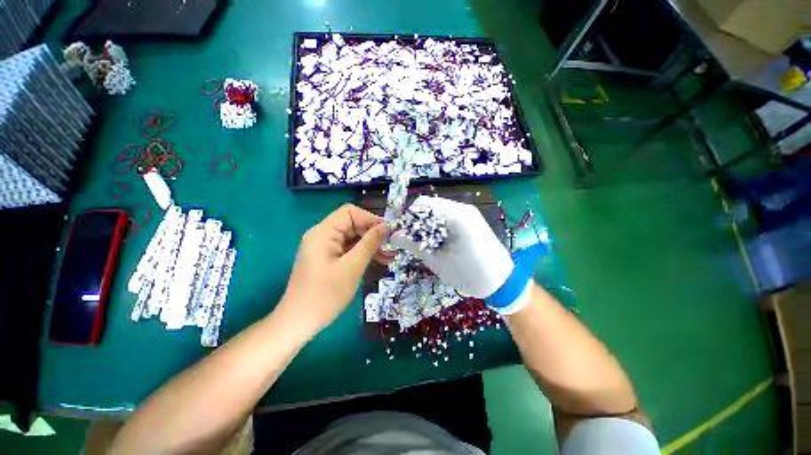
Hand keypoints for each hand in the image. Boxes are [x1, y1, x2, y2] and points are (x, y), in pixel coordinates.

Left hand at [279, 204, 390, 336]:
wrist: (298, 323)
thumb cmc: (325, 295)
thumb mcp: (352, 267)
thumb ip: (369, 243)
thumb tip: (386, 226)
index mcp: (323, 232)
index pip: (350, 212)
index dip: (370, 219)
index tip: (388, 232)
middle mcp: (322, 235)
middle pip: (352, 224)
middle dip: (373, 233)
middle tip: (392, 247)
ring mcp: (324, 247)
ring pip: (352, 237)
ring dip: (370, 244)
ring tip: (389, 256)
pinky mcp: (328, 258)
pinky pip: (348, 249)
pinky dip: (362, 253)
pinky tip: (377, 260)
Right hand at [390, 196, 530, 313]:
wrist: (501, 282)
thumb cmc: (470, 274)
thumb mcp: (438, 261)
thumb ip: (414, 245)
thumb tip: (393, 236)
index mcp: (456, 215)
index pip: (423, 204)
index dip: (409, 218)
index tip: (403, 235)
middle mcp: (462, 209)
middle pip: (430, 207)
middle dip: (417, 222)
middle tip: (412, 242)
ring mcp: (468, 214)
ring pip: (437, 212)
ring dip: (426, 226)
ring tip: (424, 244)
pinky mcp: (470, 221)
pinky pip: (446, 218)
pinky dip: (436, 228)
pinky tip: (436, 243)